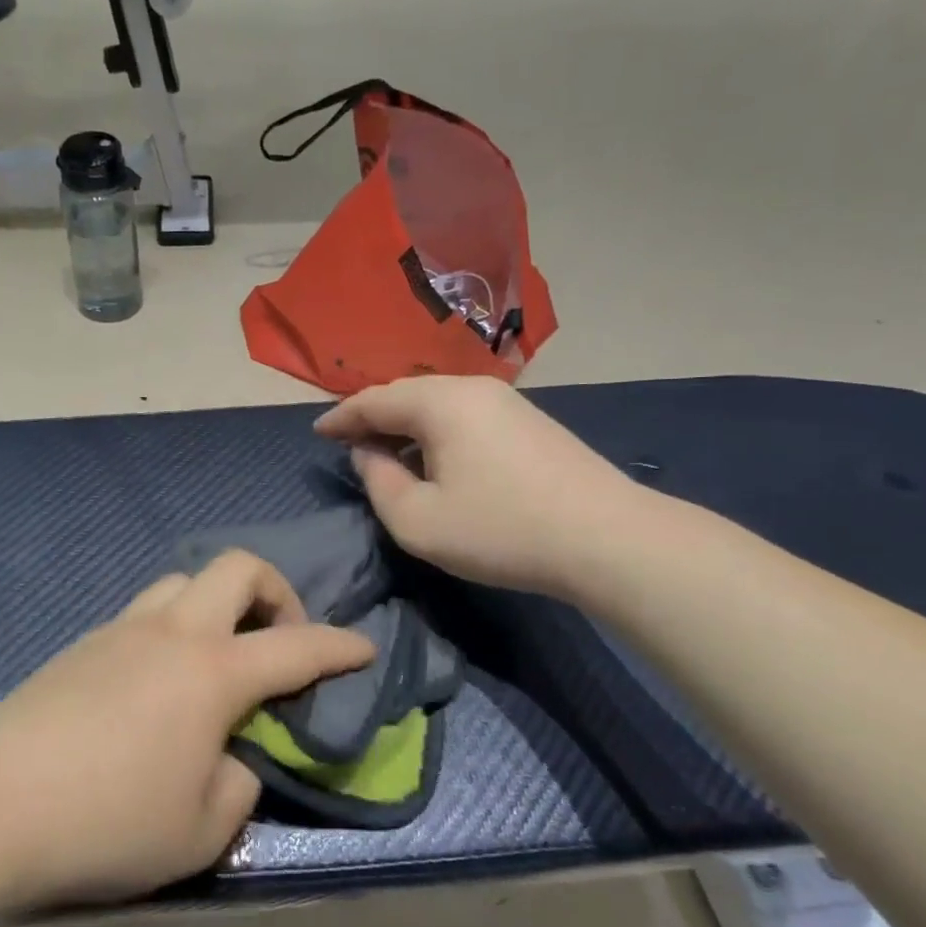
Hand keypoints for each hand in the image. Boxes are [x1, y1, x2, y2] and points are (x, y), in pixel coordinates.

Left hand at [0, 552, 374, 906]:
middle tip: (278, 640)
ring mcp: (121, 629)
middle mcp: (173, 633)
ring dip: (216, 604)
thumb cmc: (108, 821)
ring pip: (183, 582)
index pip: (297, 645)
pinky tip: (159, 680)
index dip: (340, 645)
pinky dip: (172, 627)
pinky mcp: (82, 643)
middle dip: (275, 591)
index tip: (364, 648)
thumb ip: (239, 785)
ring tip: (217, 657)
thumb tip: (234, 757)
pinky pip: (144, 612)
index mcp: (214, 672)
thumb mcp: (201, 830)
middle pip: (236, 568)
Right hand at [314, 375, 645, 597]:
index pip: (373, 400)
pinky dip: (435, 430)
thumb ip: (378, 482)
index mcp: (439, 403)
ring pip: (437, 403)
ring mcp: (507, 401)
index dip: (341, 418)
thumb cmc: (501, 530)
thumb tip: (369, 455)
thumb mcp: (418, 520)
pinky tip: (435, 457)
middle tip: (348, 442)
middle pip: (406, 394)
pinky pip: (464, 414)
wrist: (608, 538)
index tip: (318, 434)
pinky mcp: (529, 420)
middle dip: (372, 417)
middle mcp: (472, 388)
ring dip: (405, 424)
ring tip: (386, 452)